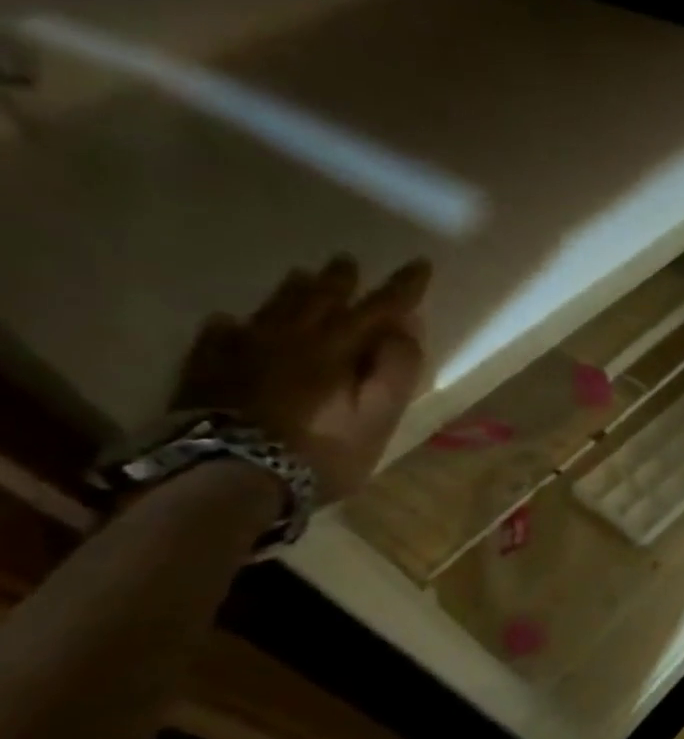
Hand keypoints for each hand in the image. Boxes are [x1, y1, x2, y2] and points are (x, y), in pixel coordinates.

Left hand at [172, 256, 431, 503]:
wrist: (229, 476)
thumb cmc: (320, 450)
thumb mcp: (378, 417)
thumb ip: (395, 370)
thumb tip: (405, 328)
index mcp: (337, 348)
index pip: (380, 308)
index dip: (403, 287)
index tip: (420, 263)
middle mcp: (291, 339)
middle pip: (320, 300)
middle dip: (340, 281)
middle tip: (348, 262)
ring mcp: (244, 351)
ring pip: (272, 310)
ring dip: (293, 292)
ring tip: (301, 276)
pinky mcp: (208, 371)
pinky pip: (220, 336)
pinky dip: (231, 326)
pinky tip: (229, 322)